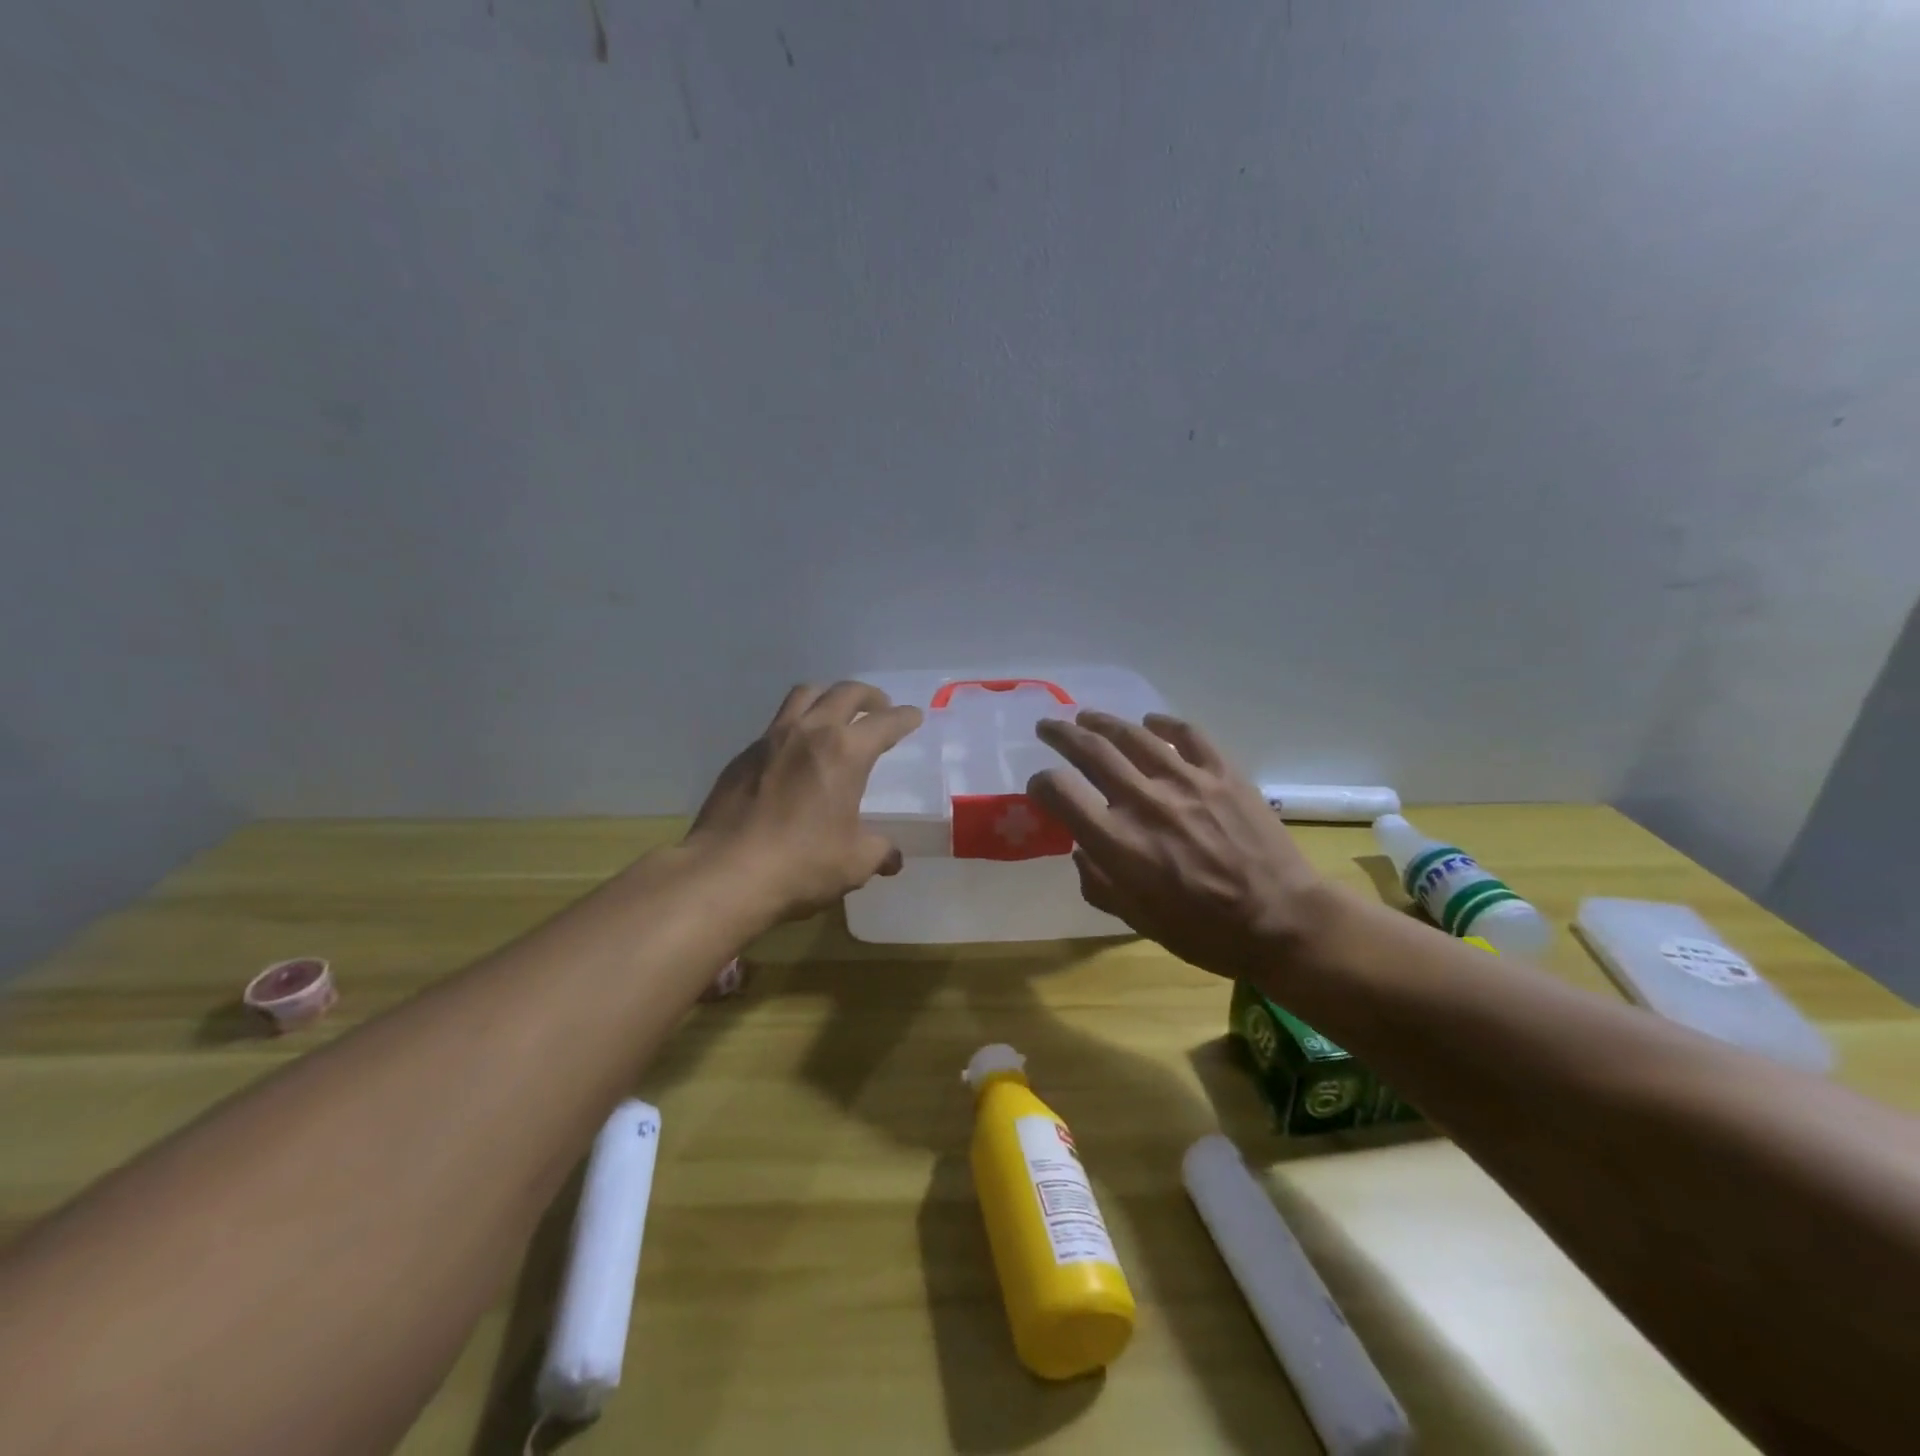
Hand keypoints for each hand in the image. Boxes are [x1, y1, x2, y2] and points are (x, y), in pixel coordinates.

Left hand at [686, 682, 922, 922]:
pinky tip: (796, 754)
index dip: (904, 718)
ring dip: (828, 697)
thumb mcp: (854, 863)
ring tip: (836, 715)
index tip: (914, 716)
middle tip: (880, 708)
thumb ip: (879, 852)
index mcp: (845, 752)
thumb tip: (891, 857)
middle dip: (869, 696)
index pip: (885, 722)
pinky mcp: (742, 756)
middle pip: (845, 692)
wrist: (724, 873)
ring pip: (804, 696)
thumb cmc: (801, 864)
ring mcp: (770, 740)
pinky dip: (796, 727)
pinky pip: (775, 726)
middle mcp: (809, 732)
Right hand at [1026, 712, 1339, 981]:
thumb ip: (1099, 884)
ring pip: (1133, 735)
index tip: (1041, 787)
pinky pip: (1187, 734)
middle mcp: (1145, 802)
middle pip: (1091, 751)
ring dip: (1103, 722)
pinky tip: (1150, 722)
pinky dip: (1163, 723)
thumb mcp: (1137, 920)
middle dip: (1061, 735)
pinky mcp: (1222, 773)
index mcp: (1118, 842)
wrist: (1282, 922)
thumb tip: (1081, 851)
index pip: (1060, 792)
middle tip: (1048, 726)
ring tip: (1088, 717)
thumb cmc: (1204, 932)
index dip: (1042, 784)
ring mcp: (1186, 781)